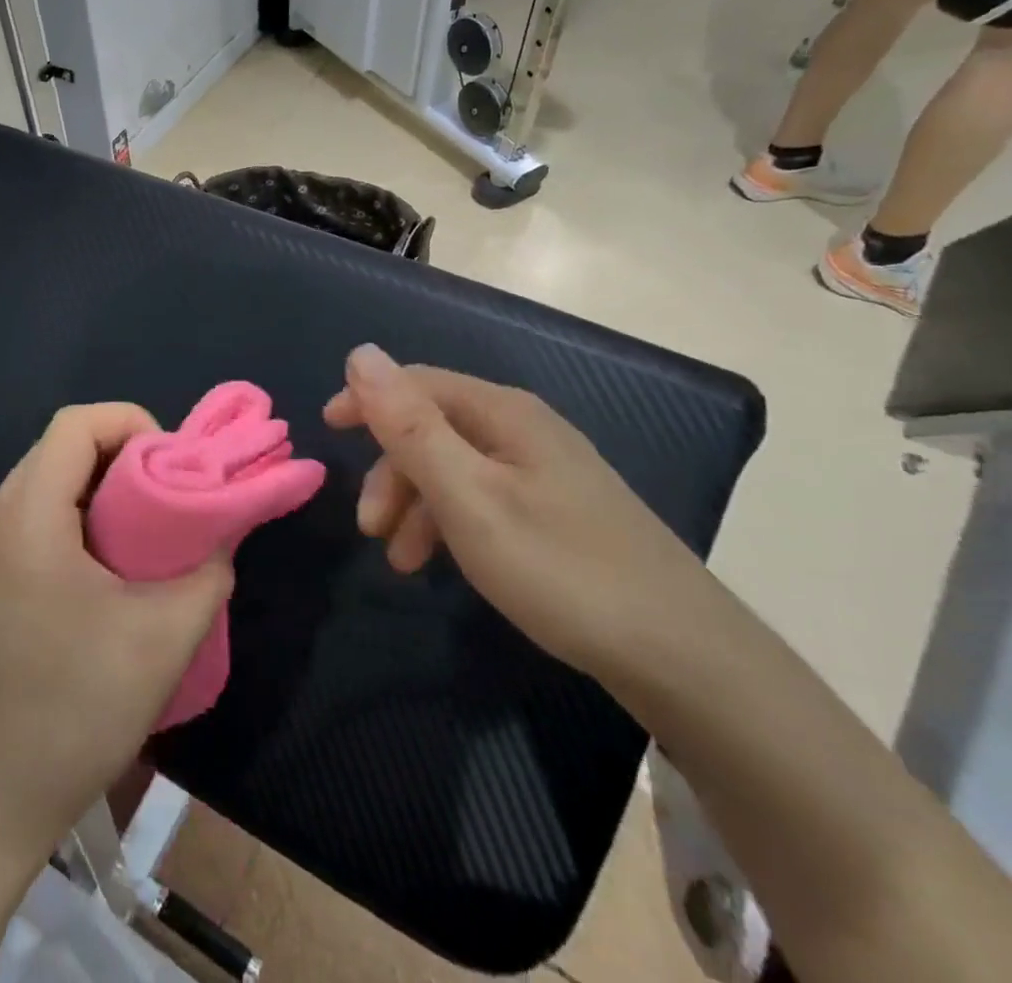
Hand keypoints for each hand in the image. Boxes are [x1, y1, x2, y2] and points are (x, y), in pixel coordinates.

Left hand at [0, 404, 234, 865]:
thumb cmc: (76, 711)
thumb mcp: (164, 638)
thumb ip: (208, 570)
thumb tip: (222, 532)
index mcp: (25, 518)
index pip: (75, 425)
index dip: (132, 423)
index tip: (174, 465)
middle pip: (60, 448)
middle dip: (123, 455)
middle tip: (171, 494)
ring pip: (46, 481)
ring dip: (100, 487)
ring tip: (148, 526)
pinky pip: (33, 516)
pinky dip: (76, 515)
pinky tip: (108, 562)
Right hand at [324, 345, 714, 680]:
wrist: (684, 658)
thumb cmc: (560, 568)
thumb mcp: (468, 496)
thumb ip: (409, 425)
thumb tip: (361, 353)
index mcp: (503, 413)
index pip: (416, 382)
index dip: (366, 400)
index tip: (327, 433)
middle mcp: (524, 429)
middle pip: (433, 427)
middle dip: (391, 469)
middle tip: (369, 528)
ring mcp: (546, 472)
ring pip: (455, 468)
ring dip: (416, 503)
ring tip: (402, 560)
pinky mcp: (558, 512)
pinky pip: (482, 498)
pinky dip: (449, 523)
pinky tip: (443, 563)